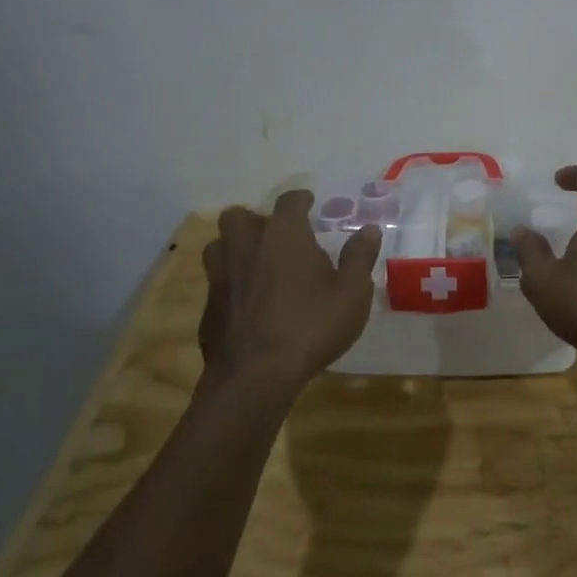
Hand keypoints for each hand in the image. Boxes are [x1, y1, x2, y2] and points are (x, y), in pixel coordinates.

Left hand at [199, 191, 381, 395]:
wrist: (254, 376)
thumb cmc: (311, 326)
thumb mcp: (352, 293)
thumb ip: (359, 257)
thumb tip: (369, 230)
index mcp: (283, 234)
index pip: (289, 201)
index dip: (301, 200)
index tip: (309, 204)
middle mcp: (246, 245)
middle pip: (239, 216)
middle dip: (256, 221)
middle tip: (276, 238)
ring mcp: (220, 275)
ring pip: (219, 246)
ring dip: (235, 249)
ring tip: (256, 265)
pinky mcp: (207, 307)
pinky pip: (217, 283)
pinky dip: (230, 286)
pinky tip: (247, 305)